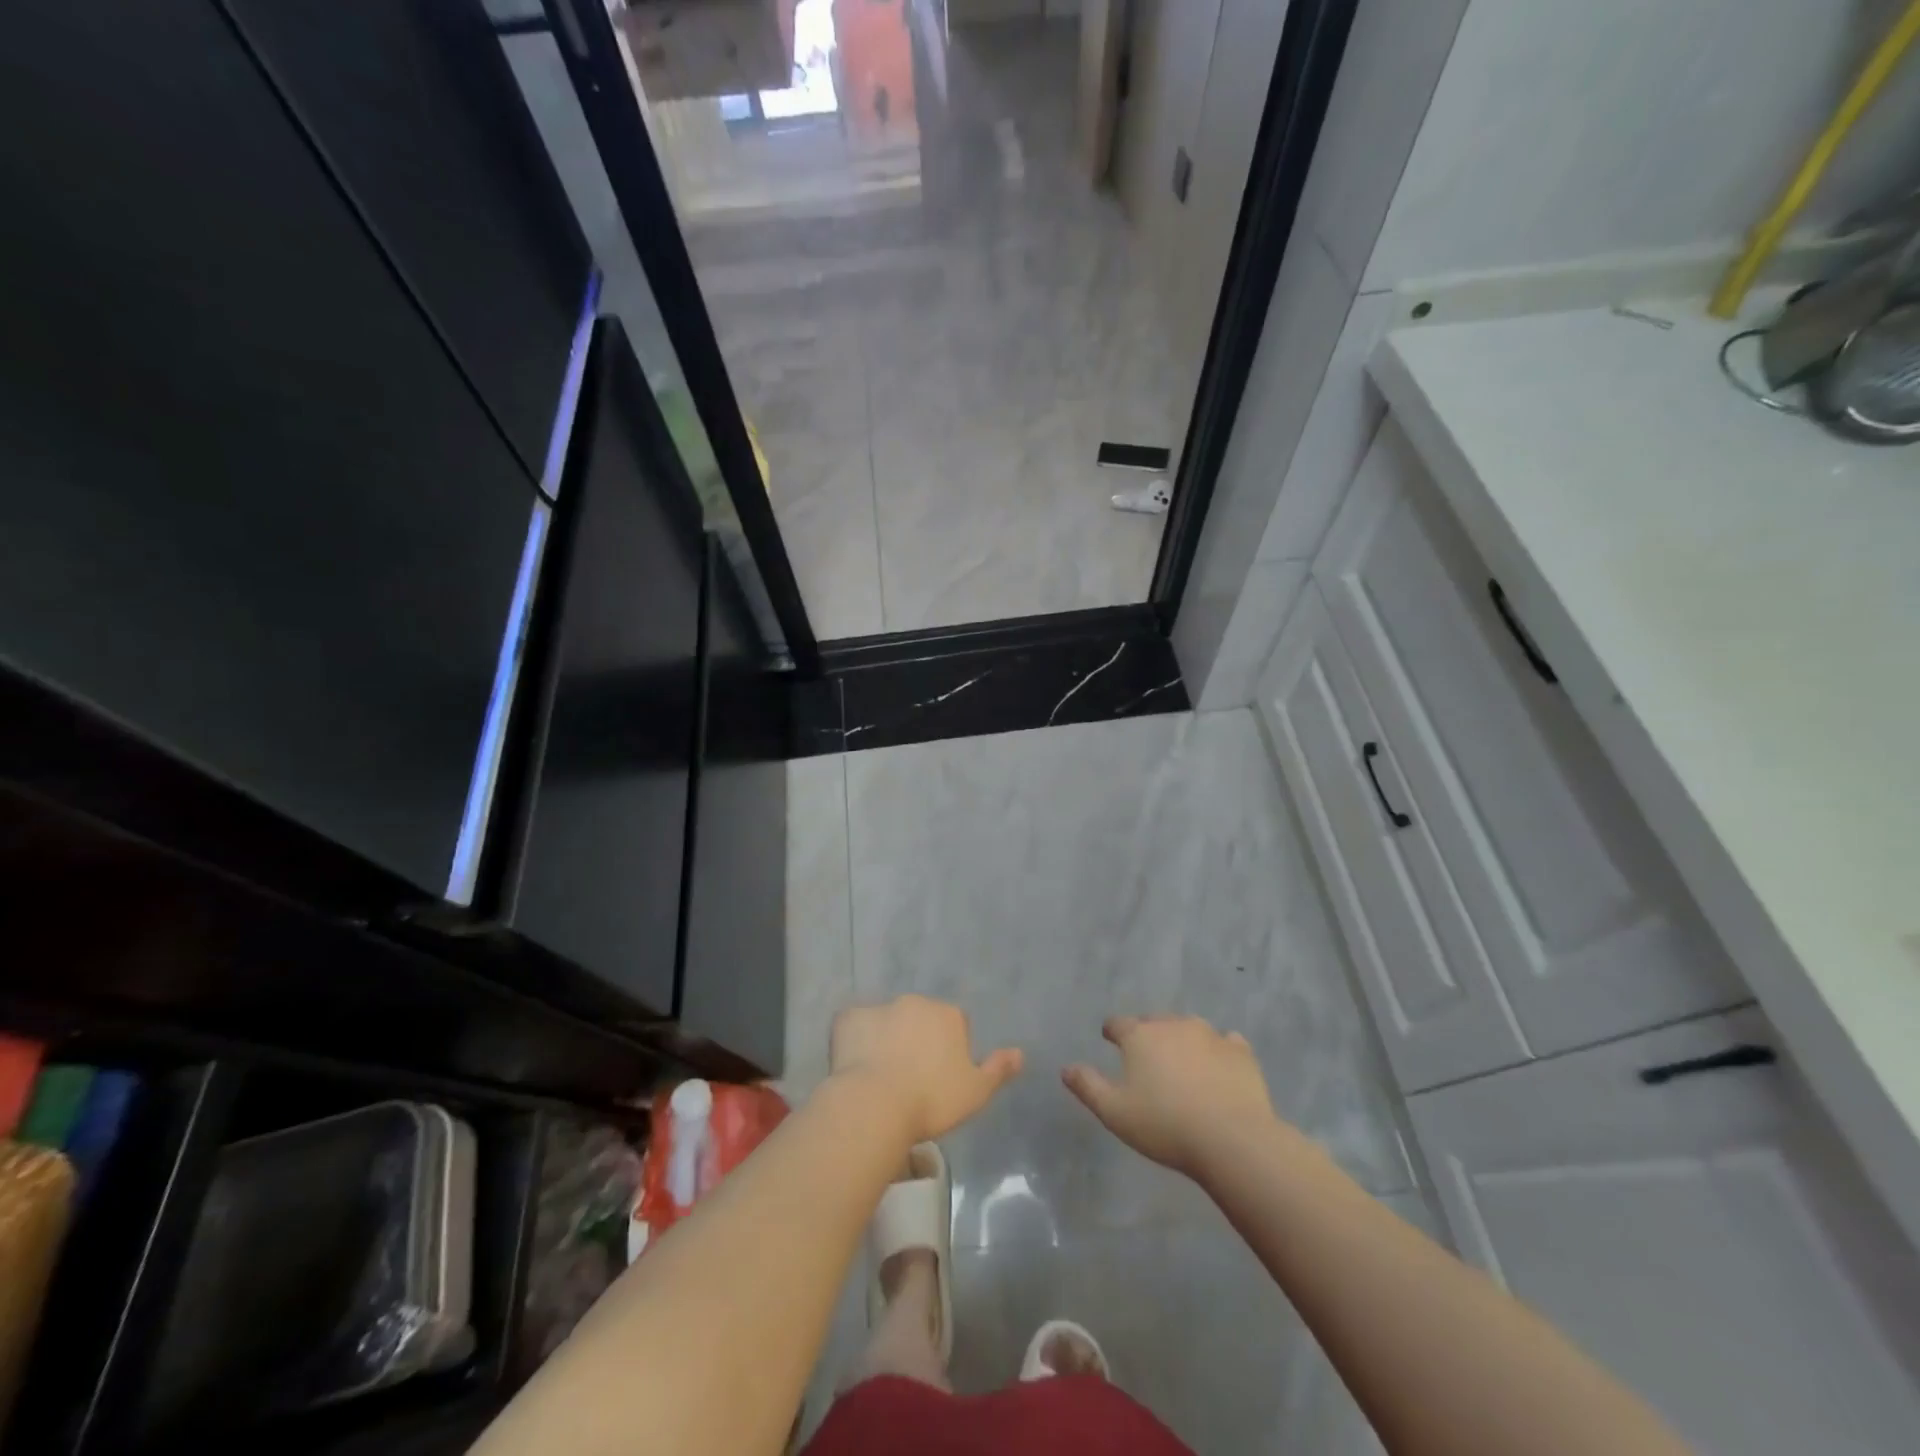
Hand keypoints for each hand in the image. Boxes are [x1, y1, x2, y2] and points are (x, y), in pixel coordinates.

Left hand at [830, 995, 1023, 1142]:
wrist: (875, 1104)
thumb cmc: (932, 1100)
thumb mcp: (976, 1092)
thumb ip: (998, 1069)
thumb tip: (1020, 1053)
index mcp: (948, 1015)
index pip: (956, 1024)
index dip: (950, 1050)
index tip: (941, 1079)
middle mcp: (915, 1002)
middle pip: (920, 1019)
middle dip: (918, 1039)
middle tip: (911, 1078)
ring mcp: (880, 1007)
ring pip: (887, 1021)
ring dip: (887, 1038)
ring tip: (880, 1077)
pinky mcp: (848, 1019)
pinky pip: (854, 1027)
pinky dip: (855, 1040)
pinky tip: (854, 1068)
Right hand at [1064, 1015, 1277, 1176]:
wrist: (1232, 1139)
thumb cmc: (1165, 1125)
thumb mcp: (1115, 1112)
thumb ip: (1088, 1086)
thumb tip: (1066, 1068)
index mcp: (1140, 1036)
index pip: (1118, 1024)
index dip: (1112, 1031)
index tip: (1110, 1039)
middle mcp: (1173, 1025)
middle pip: (1154, 1021)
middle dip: (1147, 1034)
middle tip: (1146, 1056)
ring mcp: (1211, 1035)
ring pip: (1189, 1028)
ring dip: (1182, 1039)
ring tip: (1182, 1062)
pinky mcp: (1240, 1052)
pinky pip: (1226, 1043)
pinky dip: (1219, 1051)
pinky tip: (1220, 1067)